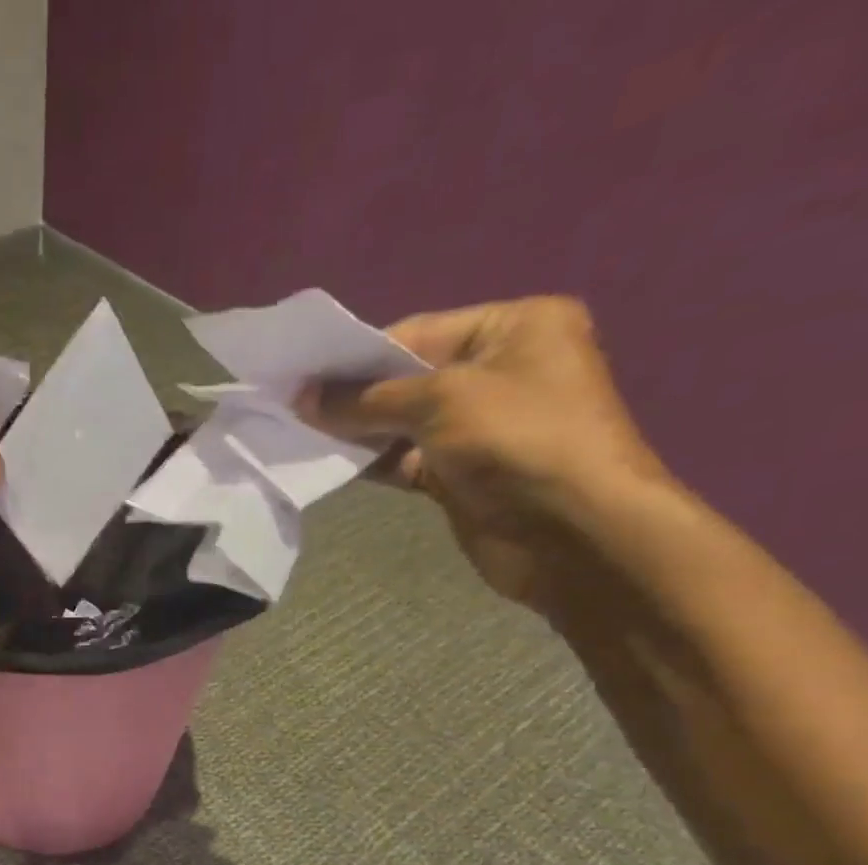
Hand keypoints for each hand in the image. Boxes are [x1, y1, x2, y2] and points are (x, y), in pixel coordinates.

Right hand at [296, 297, 674, 609]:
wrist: (572, 534)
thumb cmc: (517, 442)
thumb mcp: (440, 401)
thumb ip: (368, 398)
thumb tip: (304, 398)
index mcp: (514, 328)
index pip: (418, 332)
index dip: (357, 356)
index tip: (302, 377)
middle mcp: (499, 371)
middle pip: (408, 377)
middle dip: (354, 395)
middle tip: (294, 409)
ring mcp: (481, 427)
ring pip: (404, 423)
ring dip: (359, 432)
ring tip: (303, 437)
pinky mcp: (463, 475)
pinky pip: (407, 460)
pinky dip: (374, 462)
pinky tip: (333, 465)